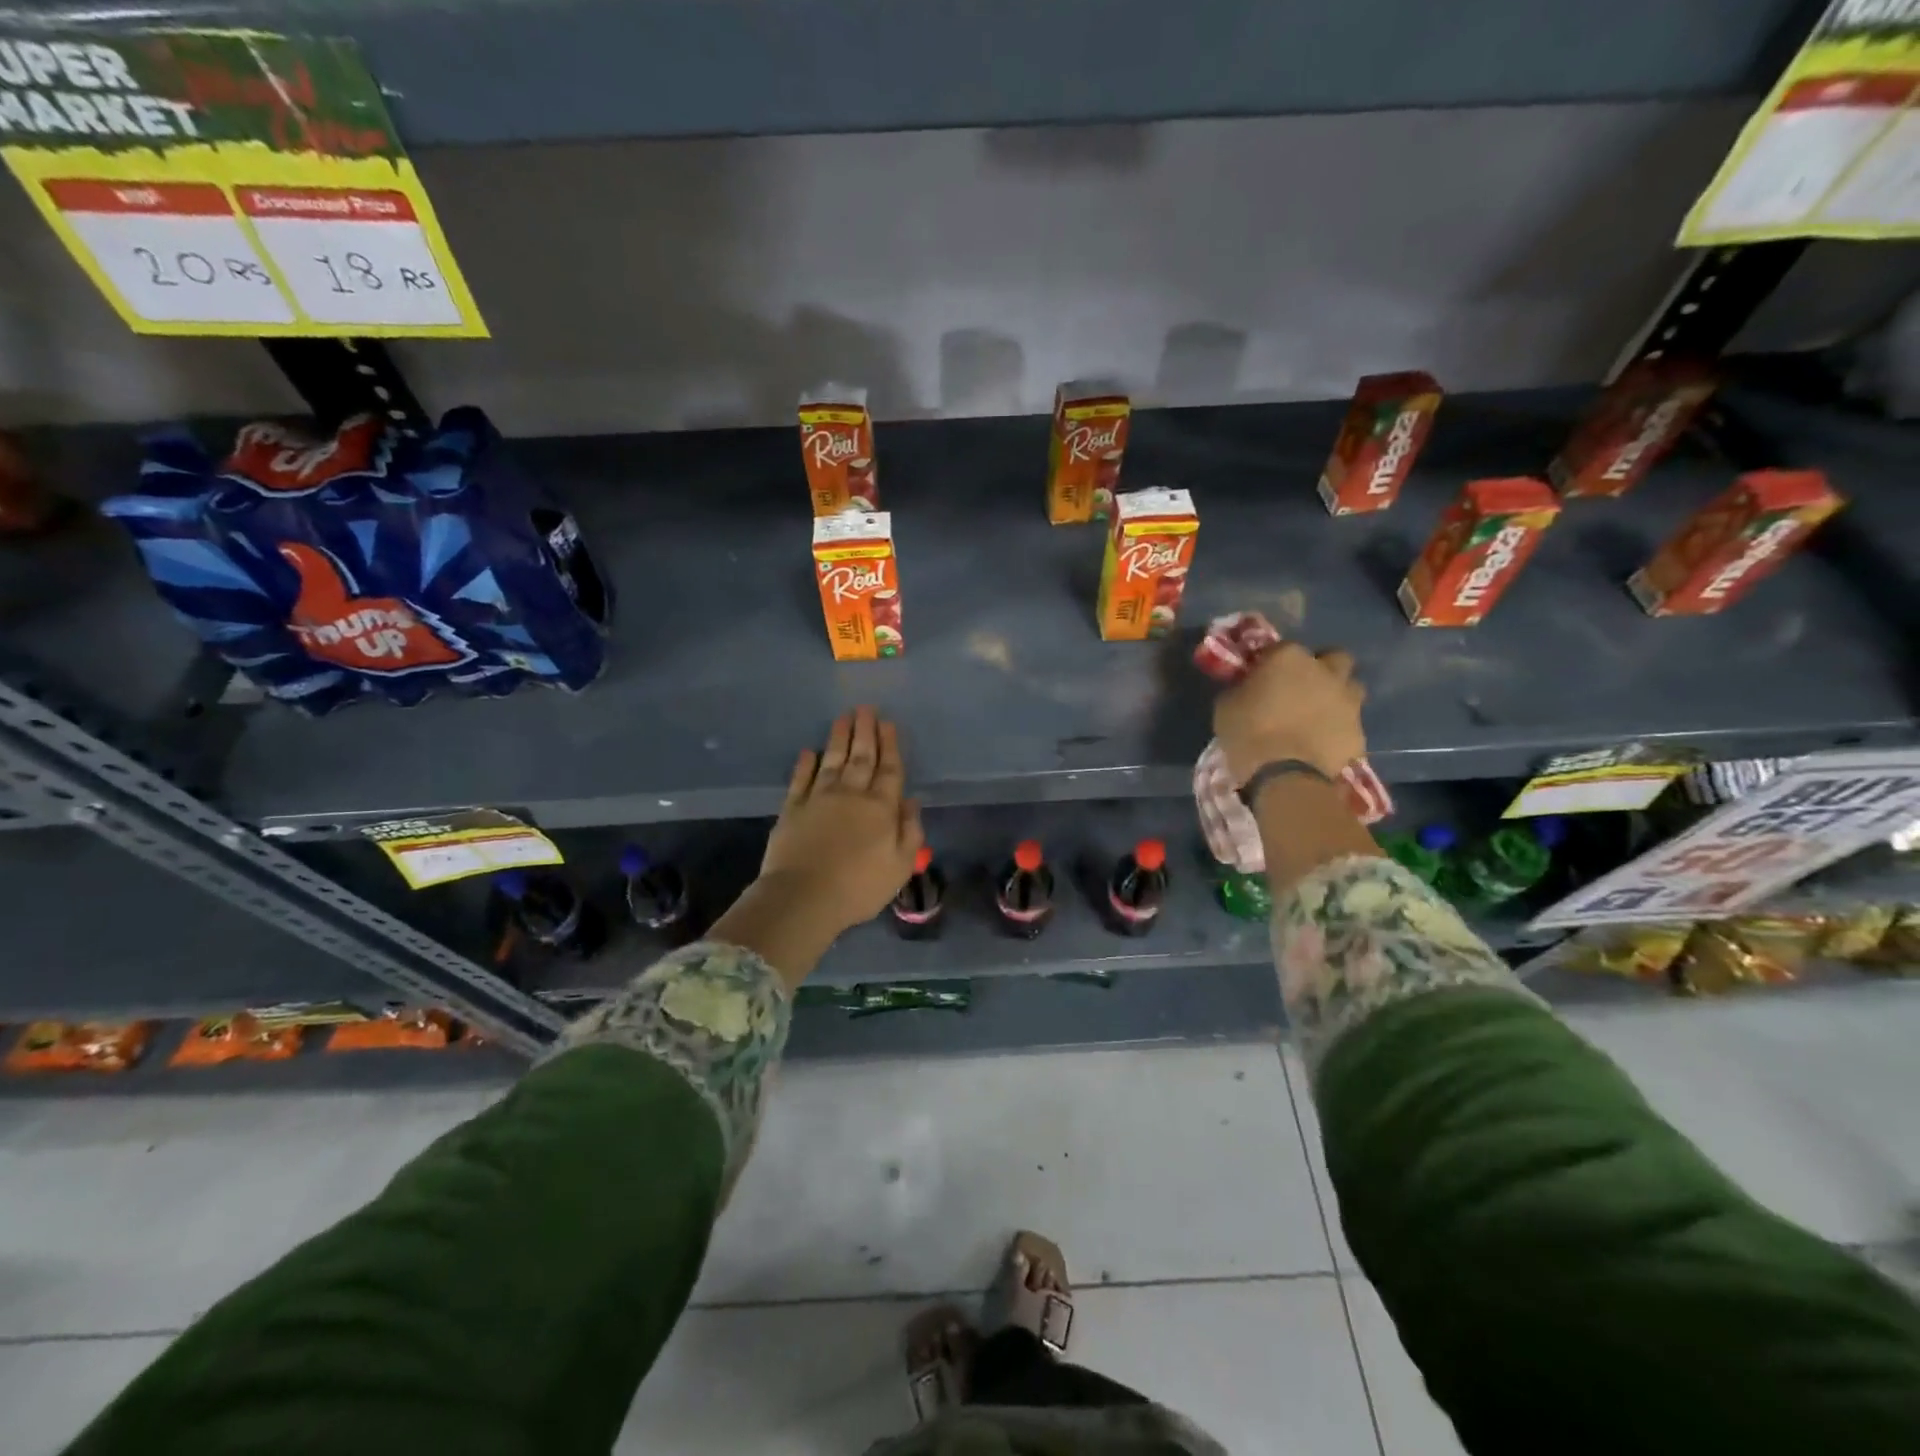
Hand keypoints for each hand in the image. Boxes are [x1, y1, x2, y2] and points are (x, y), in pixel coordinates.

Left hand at [760, 706, 924, 936]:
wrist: (804, 896)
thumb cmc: (859, 886)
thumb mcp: (901, 865)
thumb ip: (910, 831)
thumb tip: (911, 801)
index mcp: (881, 807)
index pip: (889, 770)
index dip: (890, 745)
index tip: (888, 723)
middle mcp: (851, 794)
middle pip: (861, 757)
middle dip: (865, 731)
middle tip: (866, 708)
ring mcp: (819, 798)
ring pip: (832, 760)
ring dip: (839, 738)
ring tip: (843, 717)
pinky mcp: (792, 809)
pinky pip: (800, 779)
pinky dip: (805, 764)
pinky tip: (809, 752)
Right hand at [1212, 642, 1366, 784]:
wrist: (1286, 778)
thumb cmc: (1248, 734)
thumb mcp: (1226, 705)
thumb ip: (1241, 688)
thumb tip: (1247, 687)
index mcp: (1289, 658)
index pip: (1280, 648)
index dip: (1271, 662)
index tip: (1260, 678)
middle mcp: (1325, 671)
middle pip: (1333, 658)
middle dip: (1321, 669)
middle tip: (1301, 689)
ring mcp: (1348, 700)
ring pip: (1350, 687)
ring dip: (1336, 696)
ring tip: (1316, 716)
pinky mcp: (1360, 731)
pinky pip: (1350, 723)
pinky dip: (1339, 729)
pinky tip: (1322, 744)